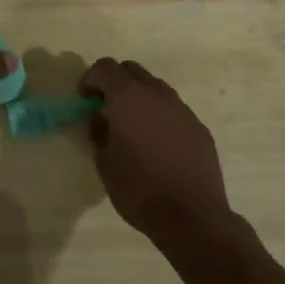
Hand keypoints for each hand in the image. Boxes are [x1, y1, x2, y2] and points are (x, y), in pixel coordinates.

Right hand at [81, 58, 231, 245]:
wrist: (192, 216)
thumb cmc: (138, 189)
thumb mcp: (104, 163)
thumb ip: (98, 132)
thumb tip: (99, 118)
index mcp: (128, 97)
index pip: (105, 67)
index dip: (90, 79)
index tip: (85, 100)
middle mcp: (157, 94)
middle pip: (132, 71)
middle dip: (115, 82)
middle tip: (106, 108)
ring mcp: (182, 109)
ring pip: (156, 89)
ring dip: (140, 99)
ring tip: (133, 129)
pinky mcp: (199, 127)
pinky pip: (174, 111)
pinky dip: (160, 117)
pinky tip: (158, 146)